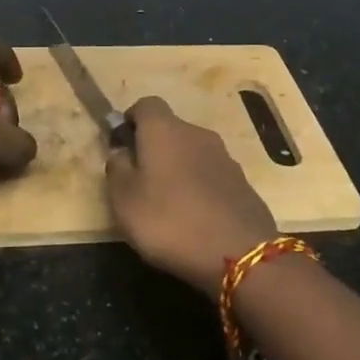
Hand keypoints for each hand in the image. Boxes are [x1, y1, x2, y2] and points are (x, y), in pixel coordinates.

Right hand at [105, 96, 278, 297]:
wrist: (238, 254)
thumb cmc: (169, 221)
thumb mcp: (124, 200)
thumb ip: (117, 169)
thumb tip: (121, 151)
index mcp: (165, 130)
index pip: (146, 105)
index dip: (131, 120)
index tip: (122, 145)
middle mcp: (197, 134)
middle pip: (171, 129)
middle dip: (154, 148)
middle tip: (140, 182)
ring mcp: (225, 158)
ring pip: (193, 153)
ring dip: (178, 169)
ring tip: (168, 204)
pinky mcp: (242, 183)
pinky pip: (212, 176)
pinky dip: (200, 187)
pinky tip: (195, 218)